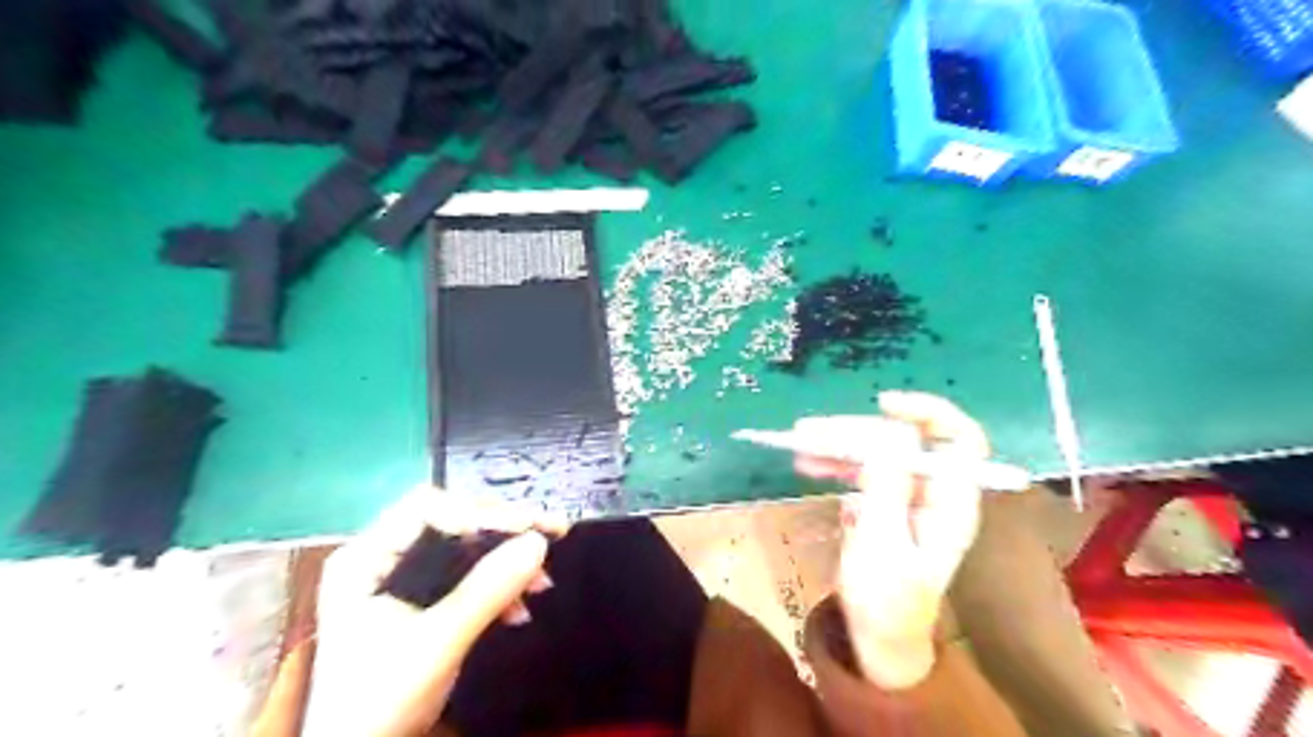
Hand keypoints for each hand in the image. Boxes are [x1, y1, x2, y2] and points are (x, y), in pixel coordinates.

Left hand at [303, 488, 570, 736]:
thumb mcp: (438, 642)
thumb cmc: (380, 703)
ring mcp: (402, 580)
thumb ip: (488, 589)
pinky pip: (467, 577)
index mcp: (365, 558)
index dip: (480, 512)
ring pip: (466, 549)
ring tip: (542, 581)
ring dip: (507, 563)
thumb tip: (539, 542)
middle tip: (552, 535)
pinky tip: (520, 608)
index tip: (527, 527)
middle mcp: (382, 558)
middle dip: (503, 534)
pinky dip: (497, 588)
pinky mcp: (422, 601)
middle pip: (453, 523)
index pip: (427, 508)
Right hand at [795, 391, 991, 689]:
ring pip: (876, 451)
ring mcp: (906, 495)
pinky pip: (862, 469)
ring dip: (837, 443)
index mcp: (950, 501)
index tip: (881, 404)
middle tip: (806, 433)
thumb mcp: (883, 545)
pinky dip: (835, 461)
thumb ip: (887, 487)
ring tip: (797, 445)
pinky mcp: (883, 502)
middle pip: (900, 440)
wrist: (879, 639)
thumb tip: (888, 431)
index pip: (959, 439)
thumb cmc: (886, 601)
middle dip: (854, 431)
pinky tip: (808, 464)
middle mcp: (932, 490)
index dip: (928, 412)